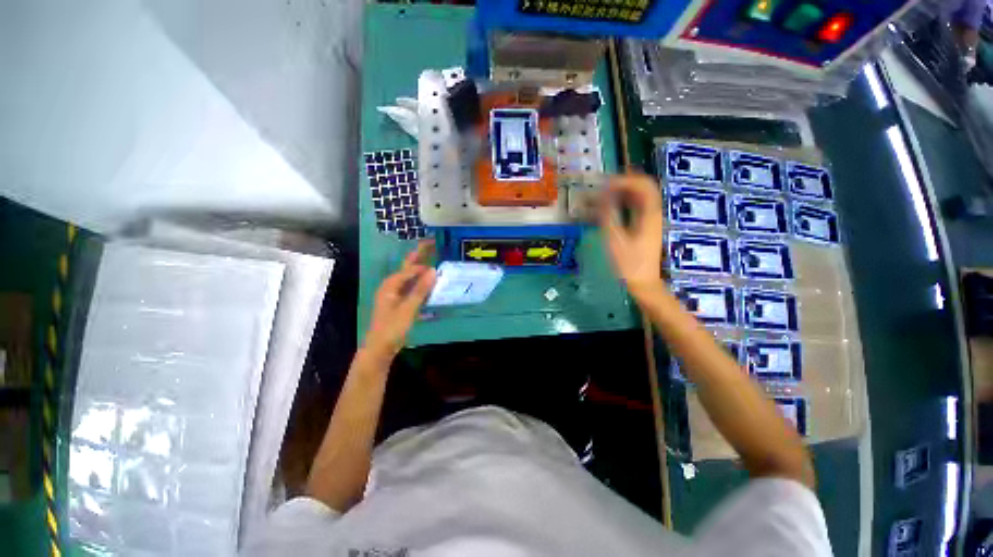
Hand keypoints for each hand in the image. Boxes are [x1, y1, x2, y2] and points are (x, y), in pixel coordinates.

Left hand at [364, 241, 436, 358]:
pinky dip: (420, 286)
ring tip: (434, 262)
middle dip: (419, 257)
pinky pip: (411, 290)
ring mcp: (394, 296)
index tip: (438, 256)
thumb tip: (433, 270)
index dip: (423, 262)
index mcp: (391, 285)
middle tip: (432, 244)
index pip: (410, 269)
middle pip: (407, 268)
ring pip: (410, 279)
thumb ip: (421, 290)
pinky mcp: (399, 304)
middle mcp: (391, 286)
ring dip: (421, 271)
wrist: (380, 349)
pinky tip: (430, 287)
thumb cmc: (392, 328)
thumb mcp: (408, 308)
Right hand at [598, 174, 664, 299]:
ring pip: (642, 196)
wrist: (643, 283)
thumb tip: (603, 195)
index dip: (625, 179)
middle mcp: (654, 213)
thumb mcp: (615, 239)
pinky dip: (626, 201)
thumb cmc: (628, 264)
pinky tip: (613, 204)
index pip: (643, 185)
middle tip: (605, 183)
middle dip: (625, 181)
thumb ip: (608, 215)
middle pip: (645, 187)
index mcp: (649, 214)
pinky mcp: (646, 226)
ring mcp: (651, 220)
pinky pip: (638, 206)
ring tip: (606, 191)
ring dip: (625, 190)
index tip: (605, 183)